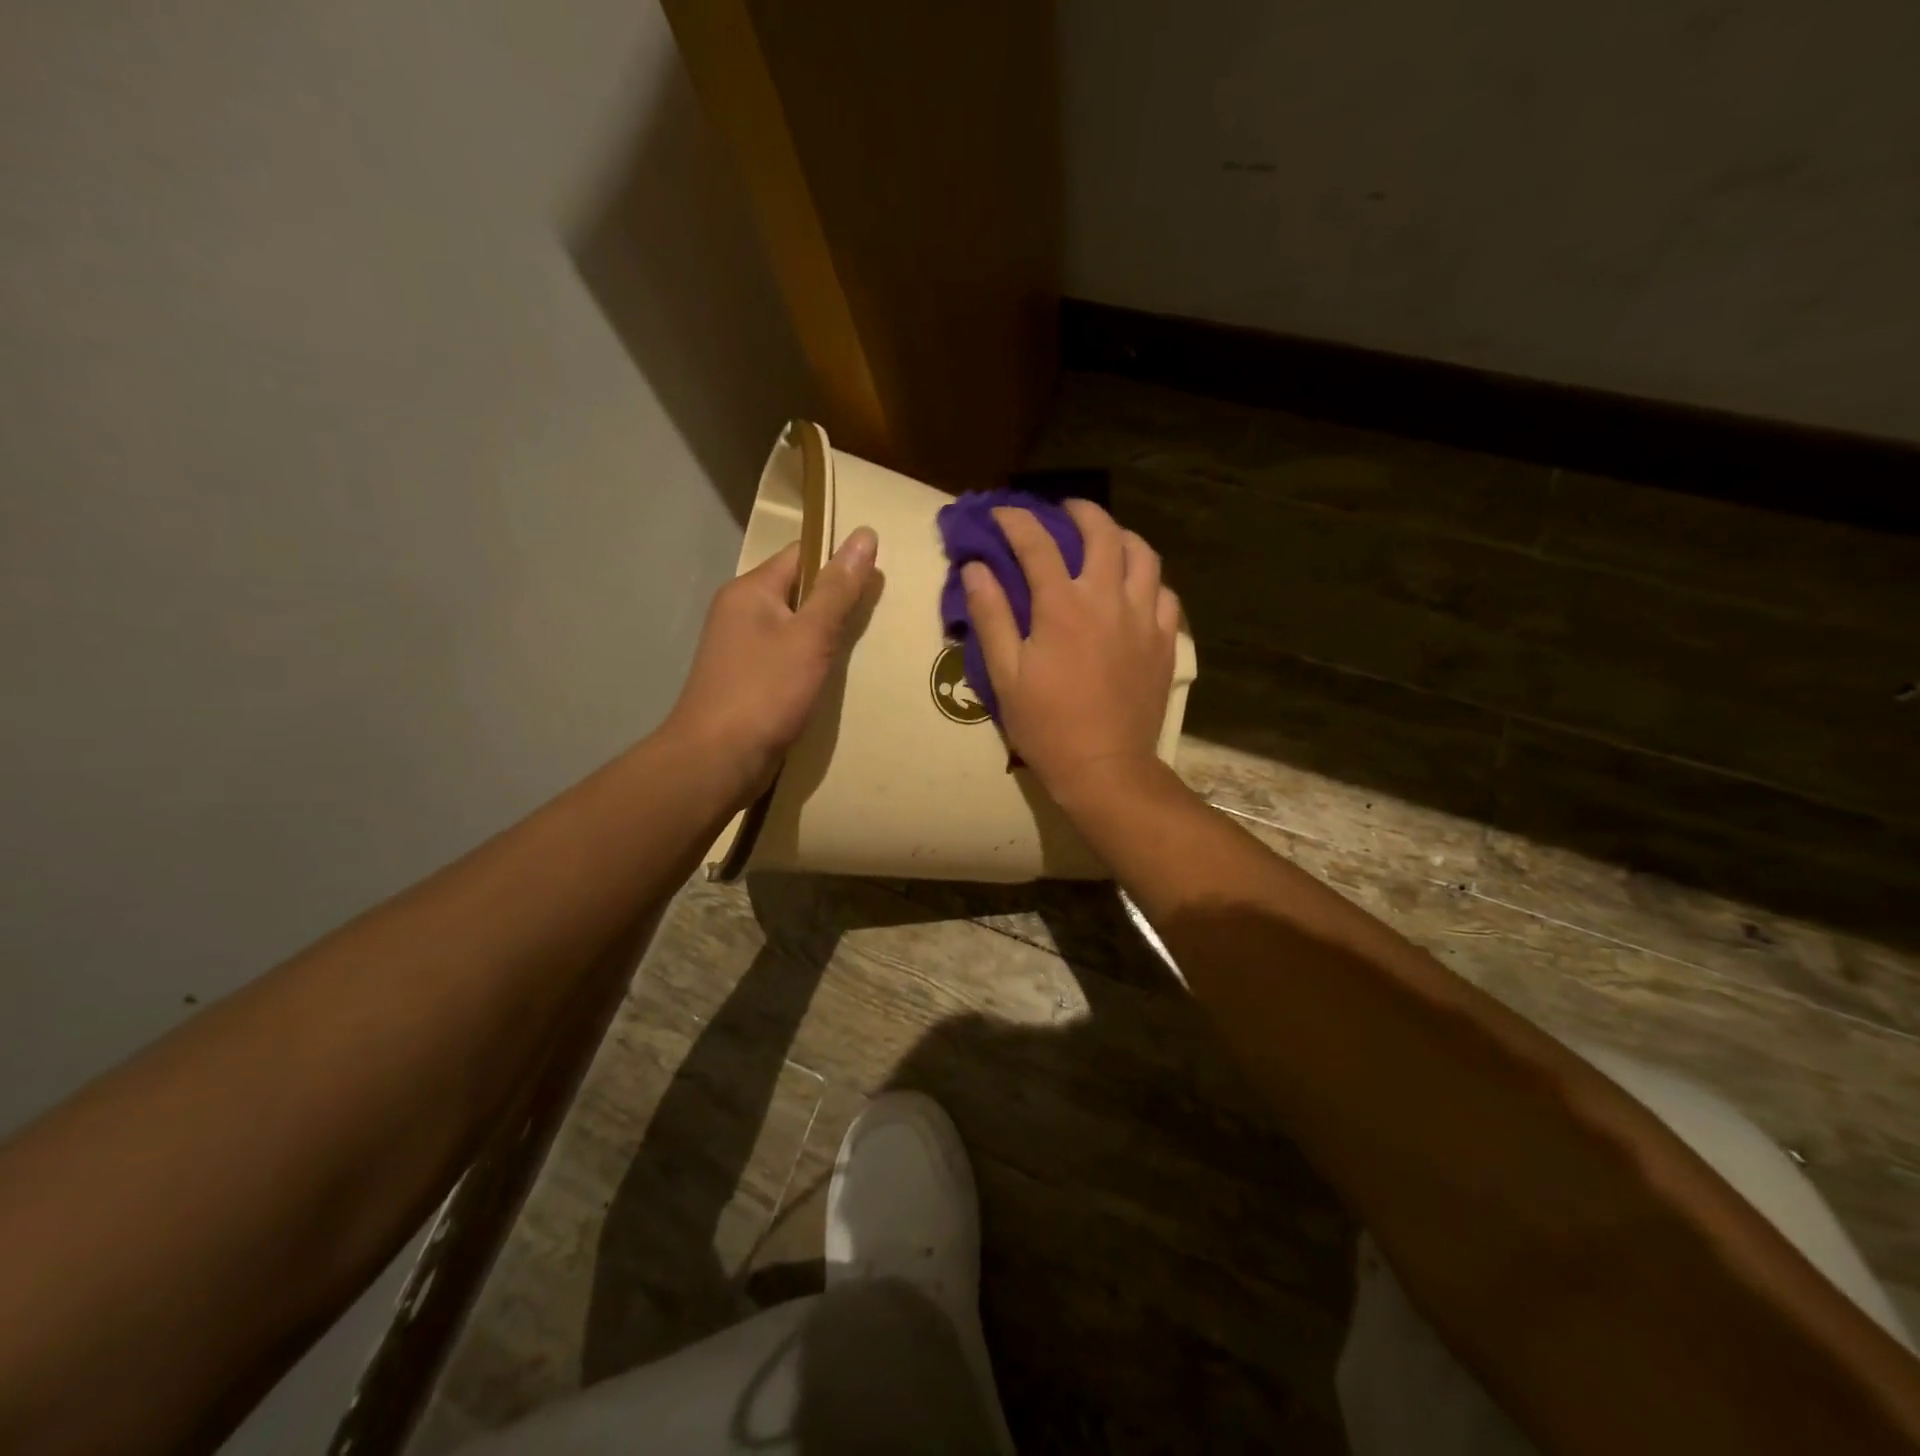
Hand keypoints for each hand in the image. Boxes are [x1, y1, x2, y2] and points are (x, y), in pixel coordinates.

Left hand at [663, 527, 877, 802]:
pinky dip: (812, 663)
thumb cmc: (764, 693)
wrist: (716, 761)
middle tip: (882, 614)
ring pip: (795, 628)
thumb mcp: (810, 636)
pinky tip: (837, 677)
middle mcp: (741, 612)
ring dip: (827, 635)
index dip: (840, 561)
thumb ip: (838, 589)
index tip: (879, 578)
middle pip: (799, 591)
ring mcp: (741, 649)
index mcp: (750, 590)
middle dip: (838, 601)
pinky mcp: (748, 681)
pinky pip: (788, 658)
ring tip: (869, 645)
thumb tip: (865, 534)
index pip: (802, 555)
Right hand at [963, 501, 1179, 807]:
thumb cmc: (1046, 725)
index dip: (1016, 521)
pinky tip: (1135, 588)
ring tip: (1106, 541)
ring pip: (1144, 556)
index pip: (1037, 544)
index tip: (1001, 513)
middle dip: (1080, 512)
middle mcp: (1108, 600)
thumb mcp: (1004, 674)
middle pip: (1103, 533)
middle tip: (1064, 512)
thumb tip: (976, 568)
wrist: (1105, 767)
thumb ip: (991, 615)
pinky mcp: (1164, 642)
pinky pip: (1164, 594)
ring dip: (1122, 537)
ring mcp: (1143, 619)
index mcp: (1063, 607)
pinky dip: (1148, 580)